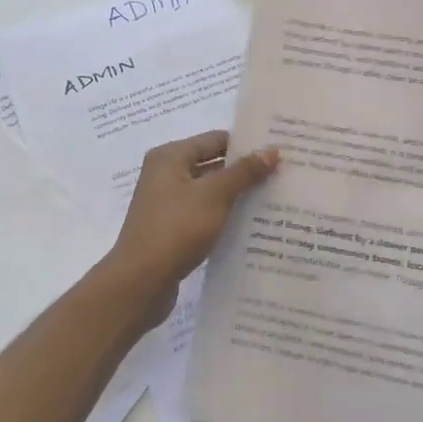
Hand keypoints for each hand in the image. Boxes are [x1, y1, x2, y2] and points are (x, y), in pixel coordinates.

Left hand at [102, 132, 278, 325]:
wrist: (140, 282)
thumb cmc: (176, 228)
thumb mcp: (215, 195)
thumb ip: (244, 172)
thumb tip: (272, 151)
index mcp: (170, 157)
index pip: (215, 139)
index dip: (246, 144)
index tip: (277, 151)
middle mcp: (165, 175)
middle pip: (212, 164)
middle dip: (244, 171)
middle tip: (282, 174)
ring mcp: (166, 204)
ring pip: (209, 192)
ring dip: (235, 195)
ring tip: (273, 199)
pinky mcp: (171, 229)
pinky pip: (203, 214)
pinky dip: (223, 216)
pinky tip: (250, 225)